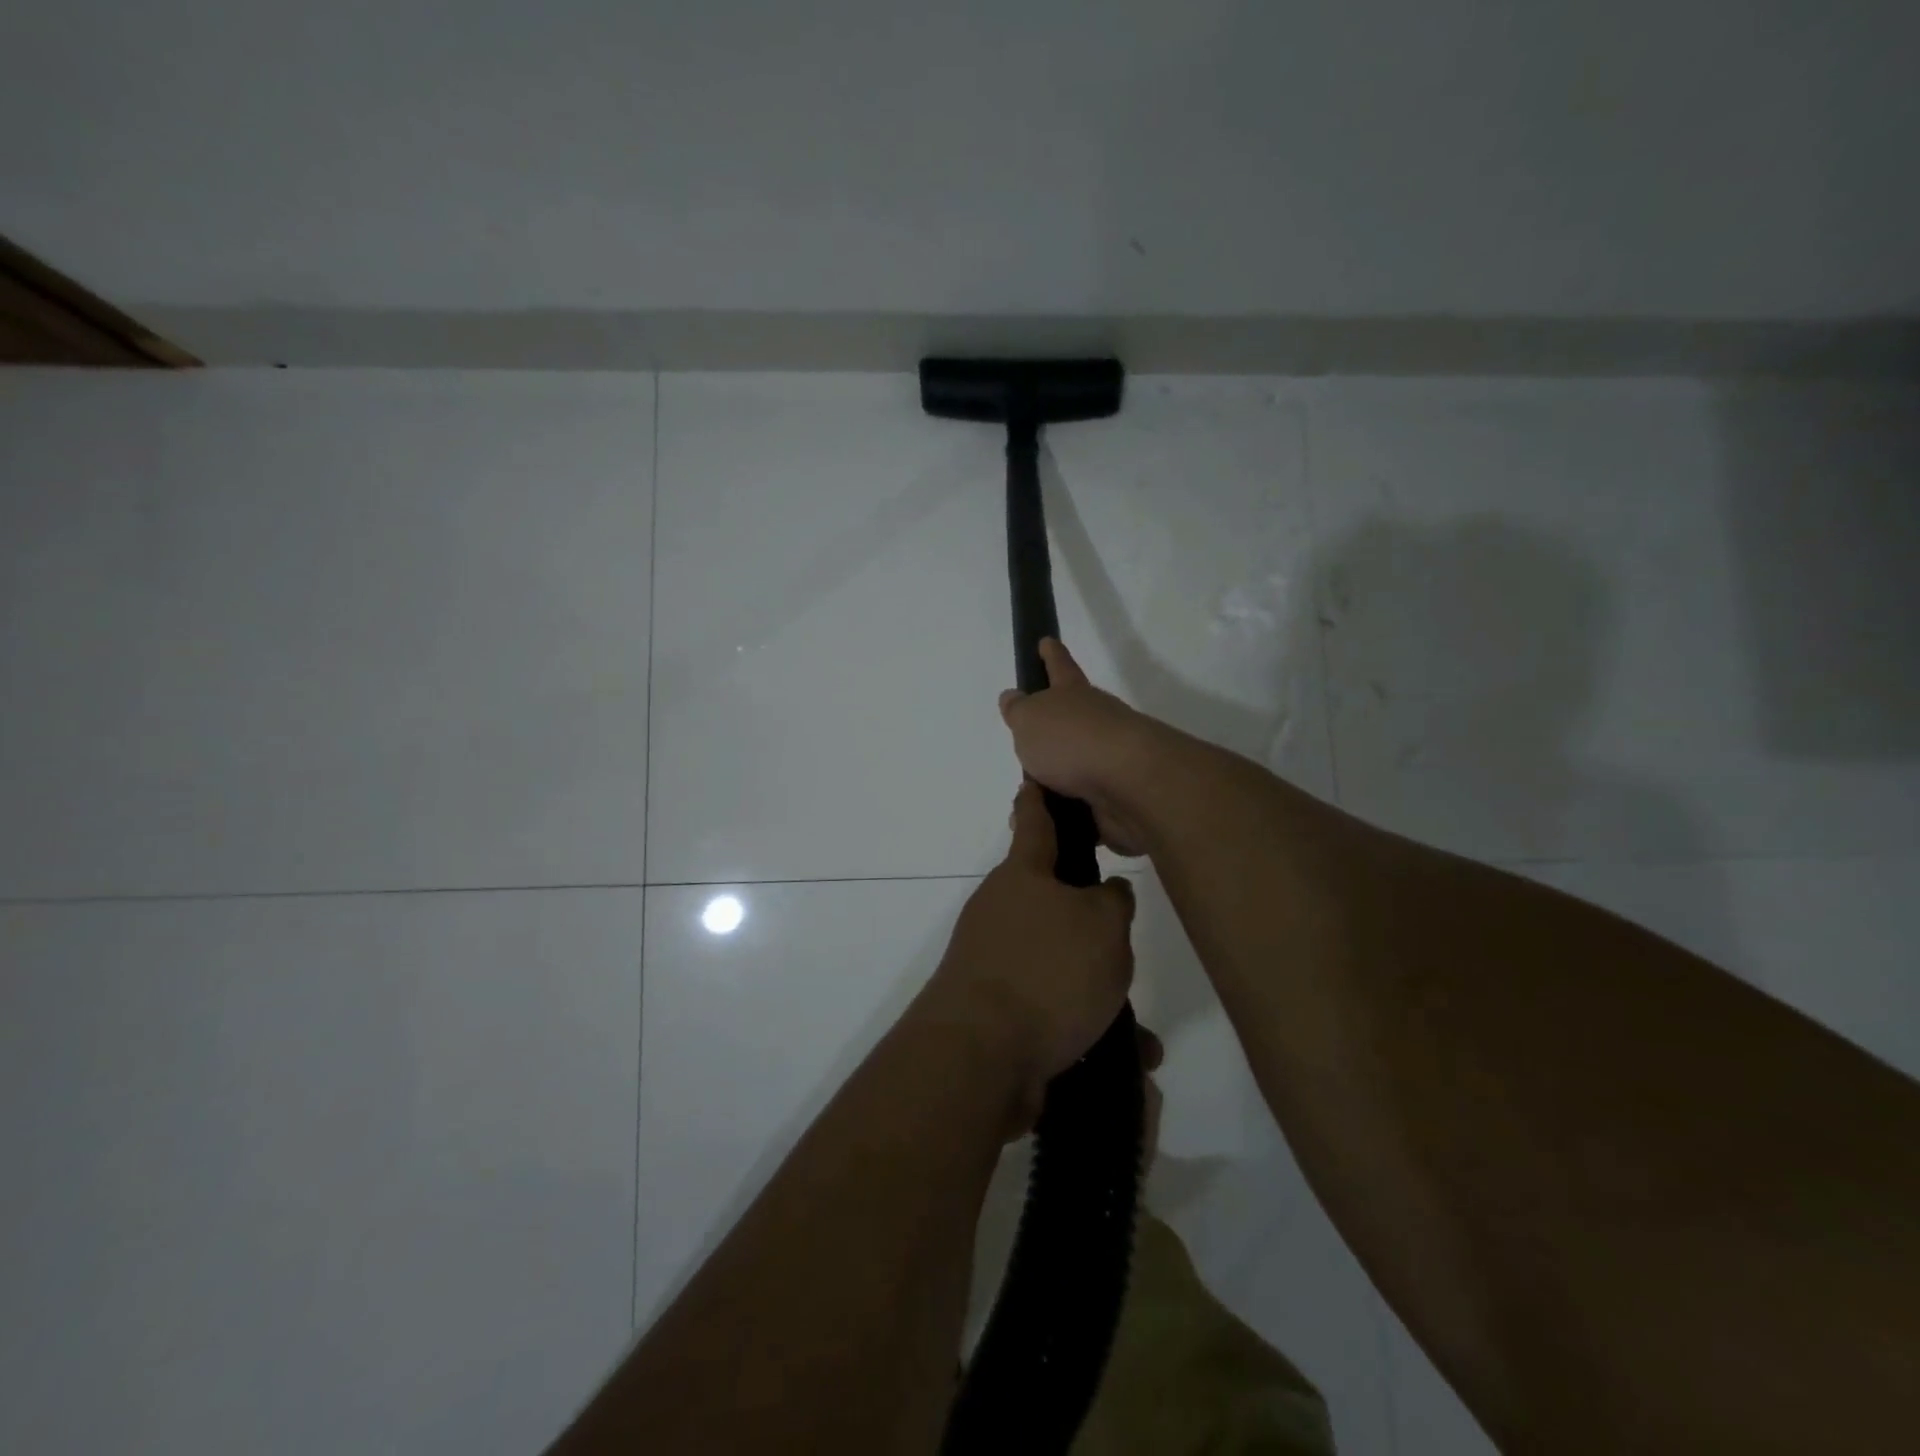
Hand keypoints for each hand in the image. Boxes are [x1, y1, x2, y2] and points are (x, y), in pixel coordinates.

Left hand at [920, 782, 1136, 1112]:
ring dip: (1098, 993)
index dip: (1039, 797)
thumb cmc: (1046, 971)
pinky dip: (1085, 1029)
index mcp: (1022, 876)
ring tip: (1141, 1032)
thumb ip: (1113, 901)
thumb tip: (1106, 893)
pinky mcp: (994, 1011)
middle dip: (1091, 924)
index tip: (1035, 777)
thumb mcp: (1103, 926)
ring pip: (1059, 966)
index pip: (1033, 821)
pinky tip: (1126, 1061)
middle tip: (1126, 943)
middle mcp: (1000, 912)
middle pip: (1052, 903)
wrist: (978, 1056)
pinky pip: (1052, 1011)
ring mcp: (993, 962)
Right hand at [999, 639, 1160, 855]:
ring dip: (1052, 780)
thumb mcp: (1030, 719)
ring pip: (1074, 767)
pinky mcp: (1115, 798)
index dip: (1051, 655)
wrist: (1130, 786)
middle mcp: (1096, 722)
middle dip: (1051, 730)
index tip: (1046, 641)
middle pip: (1070, 720)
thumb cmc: (1072, 741)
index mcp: (1074, 696)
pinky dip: (1063, 814)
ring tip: (1027, 796)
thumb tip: (1013, 698)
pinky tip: (1044, 823)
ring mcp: (1109, 761)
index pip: (1059, 667)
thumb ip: (1019, 710)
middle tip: (1027, 742)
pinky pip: (1081, 805)